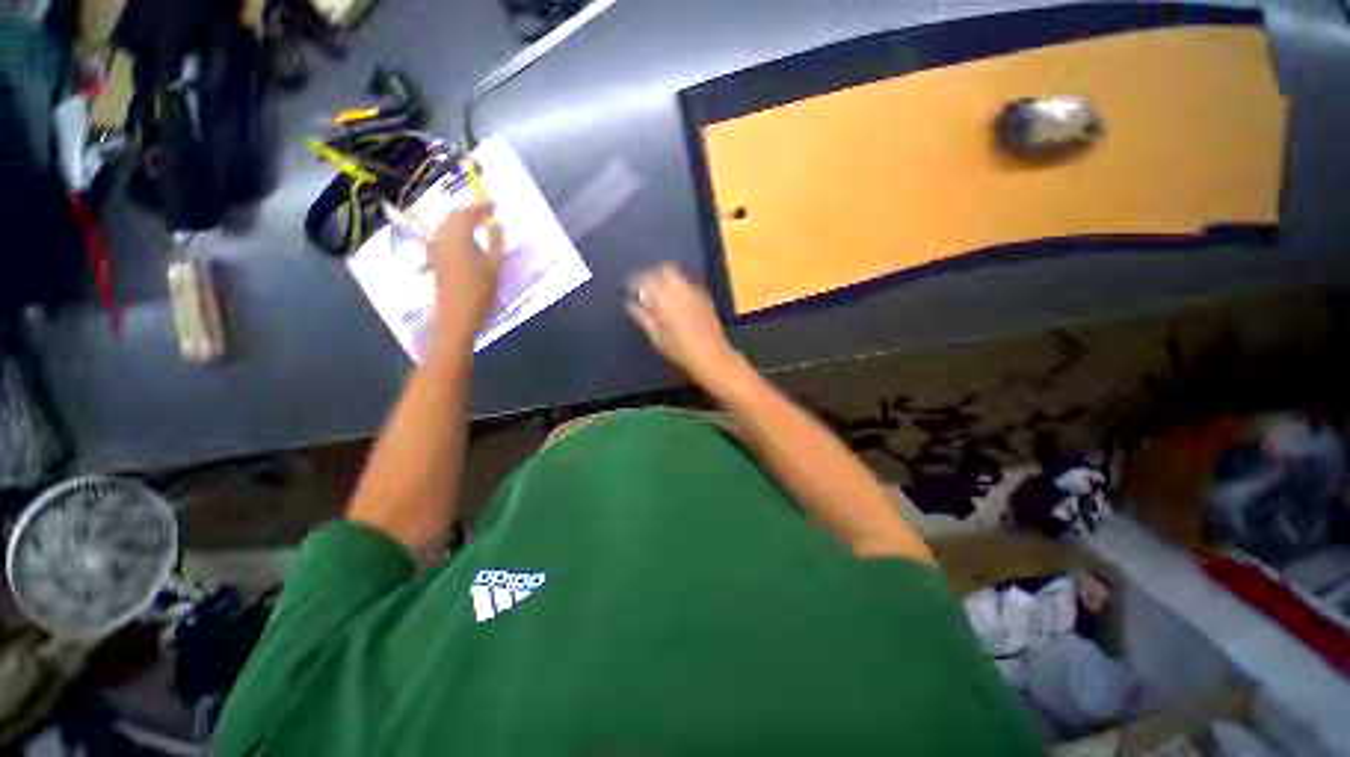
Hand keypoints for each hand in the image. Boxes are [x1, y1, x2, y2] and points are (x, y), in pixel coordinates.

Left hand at [431, 203, 502, 346]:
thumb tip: (496, 225)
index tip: (495, 204)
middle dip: (469, 212)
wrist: (455, 319)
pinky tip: (467, 242)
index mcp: (457, 238)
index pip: (466, 213)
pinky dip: (456, 234)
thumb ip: (494, 243)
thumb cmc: (478, 294)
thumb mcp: (493, 268)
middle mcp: (442, 240)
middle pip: (452, 217)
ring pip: (446, 228)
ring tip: (478, 225)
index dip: (480, 206)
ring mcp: (436, 251)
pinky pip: (444, 239)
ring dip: (461, 222)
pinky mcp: (436, 262)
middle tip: (486, 213)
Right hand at [627, 264, 739, 386]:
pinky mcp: (704, 295)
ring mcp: (694, 290)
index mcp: (664, 300)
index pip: (645, 280)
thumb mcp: (657, 338)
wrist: (713, 356)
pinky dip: (677, 286)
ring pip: (676, 274)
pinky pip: (686, 282)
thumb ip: (643, 318)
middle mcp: (680, 289)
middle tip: (645, 288)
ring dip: (664, 279)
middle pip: (662, 270)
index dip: (634, 282)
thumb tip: (630, 304)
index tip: (628, 290)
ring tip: (658, 294)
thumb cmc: (681, 351)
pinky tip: (675, 300)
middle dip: (652, 276)